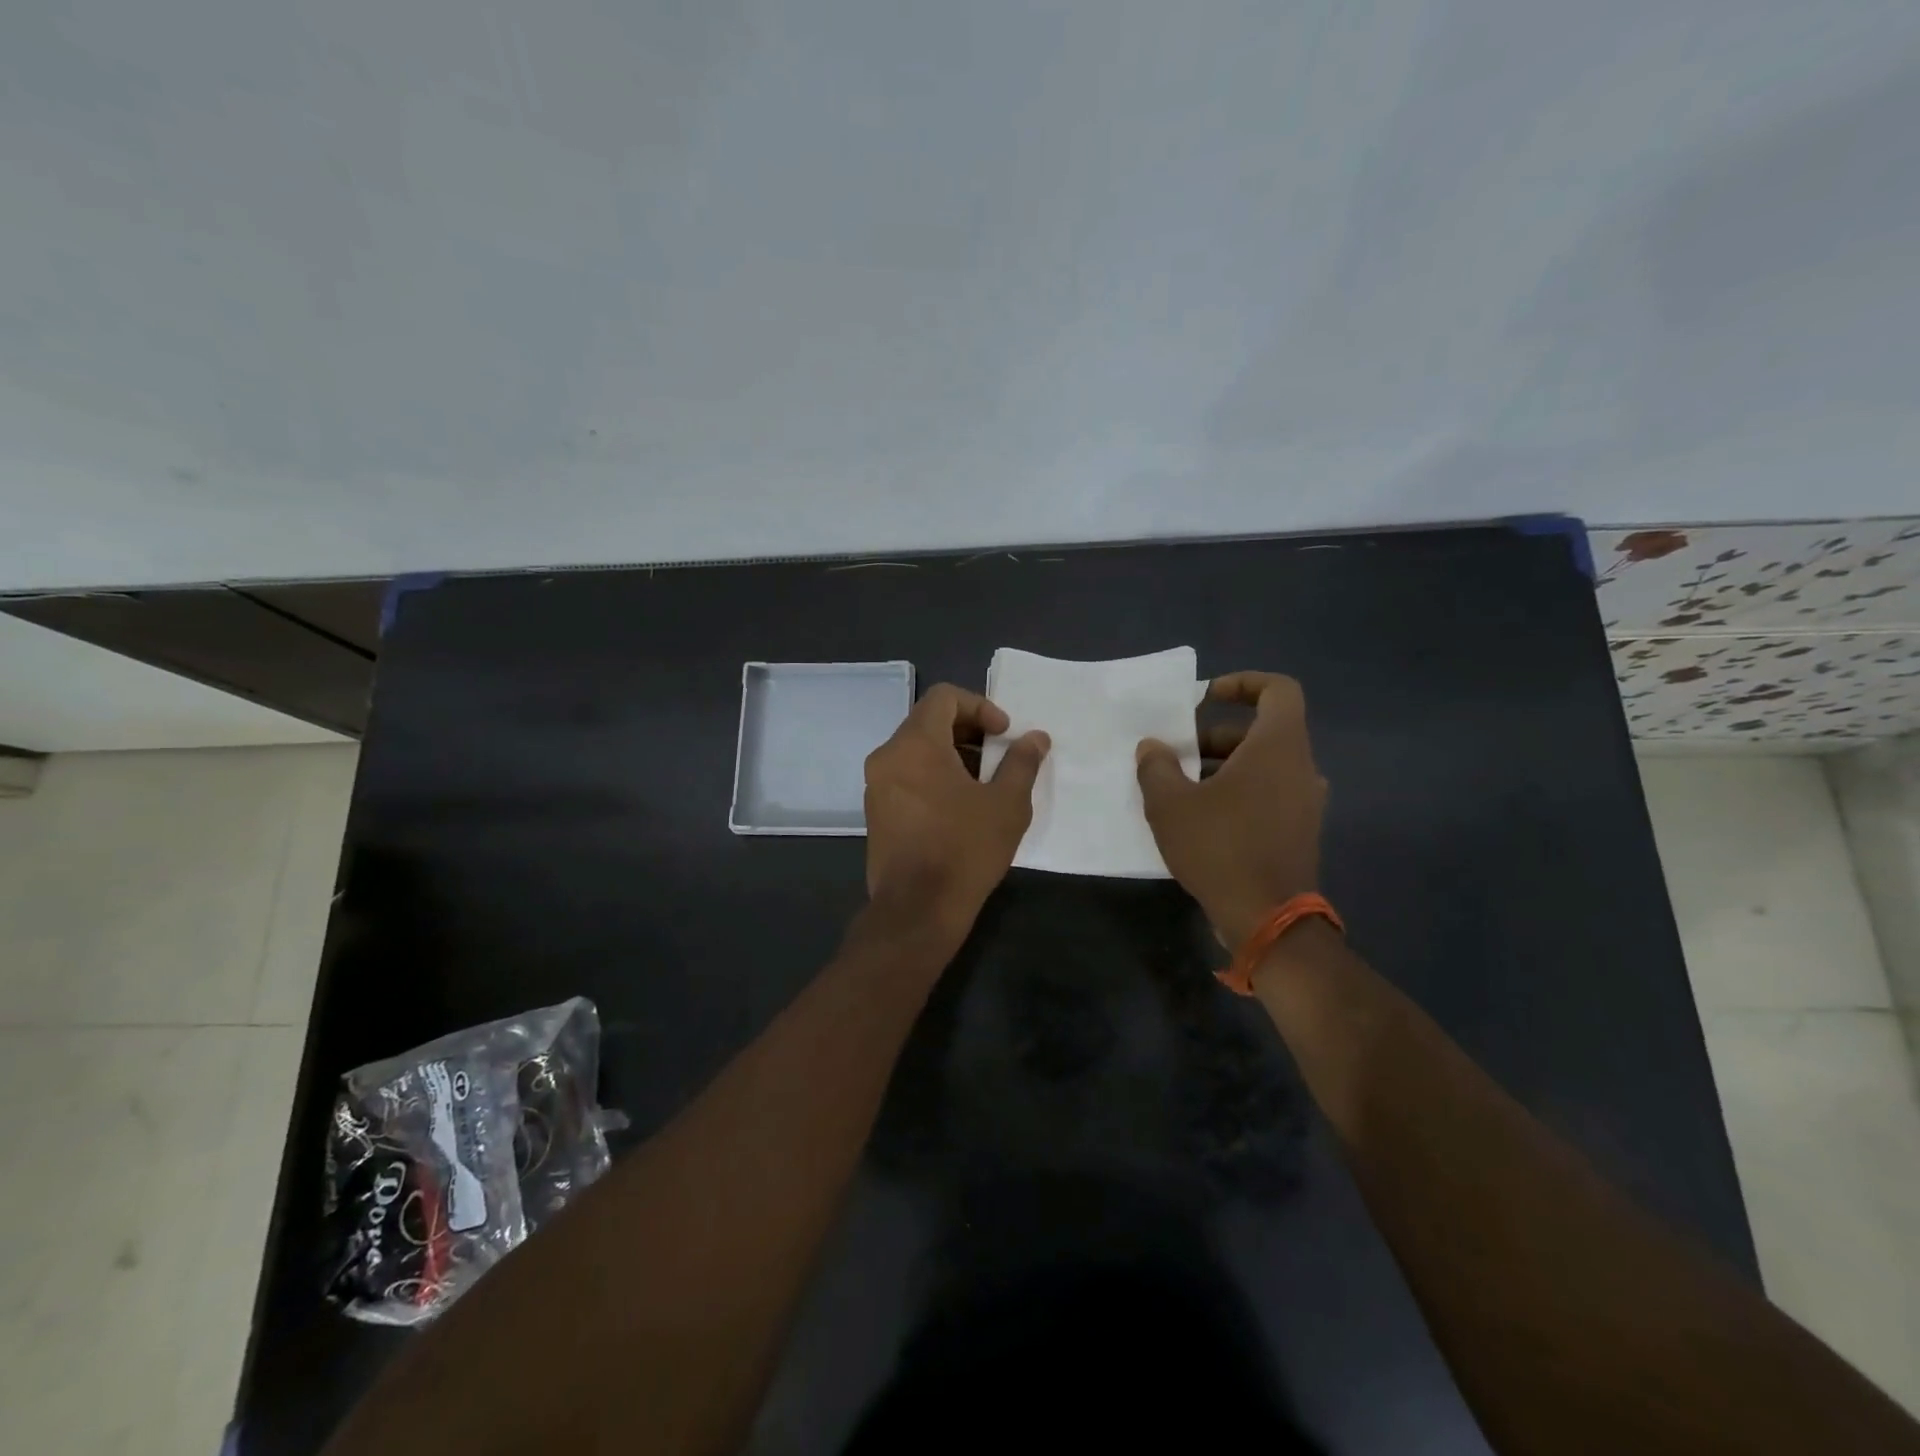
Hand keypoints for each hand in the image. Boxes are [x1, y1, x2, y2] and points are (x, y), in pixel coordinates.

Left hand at [864, 684, 1050, 939]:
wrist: (917, 909)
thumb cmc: (965, 849)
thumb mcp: (1006, 804)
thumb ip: (1021, 763)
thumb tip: (1036, 738)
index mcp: (915, 744)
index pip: (944, 697)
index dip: (980, 706)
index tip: (1004, 734)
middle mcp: (887, 756)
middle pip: (928, 721)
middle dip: (968, 731)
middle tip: (998, 756)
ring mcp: (876, 785)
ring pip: (916, 750)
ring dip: (952, 755)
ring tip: (984, 783)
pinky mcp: (875, 811)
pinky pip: (906, 775)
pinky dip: (933, 775)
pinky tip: (959, 806)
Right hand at [1135, 671, 1325, 946]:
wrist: (1266, 918)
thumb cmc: (1220, 848)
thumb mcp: (1170, 804)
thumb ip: (1156, 766)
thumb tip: (1152, 747)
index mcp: (1277, 747)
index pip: (1278, 689)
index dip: (1242, 683)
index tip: (1205, 698)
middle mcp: (1300, 768)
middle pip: (1262, 731)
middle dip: (1215, 735)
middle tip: (1176, 754)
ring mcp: (1305, 802)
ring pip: (1263, 765)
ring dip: (1222, 766)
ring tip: (1180, 788)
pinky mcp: (1299, 831)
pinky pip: (1268, 793)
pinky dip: (1237, 792)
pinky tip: (1201, 818)